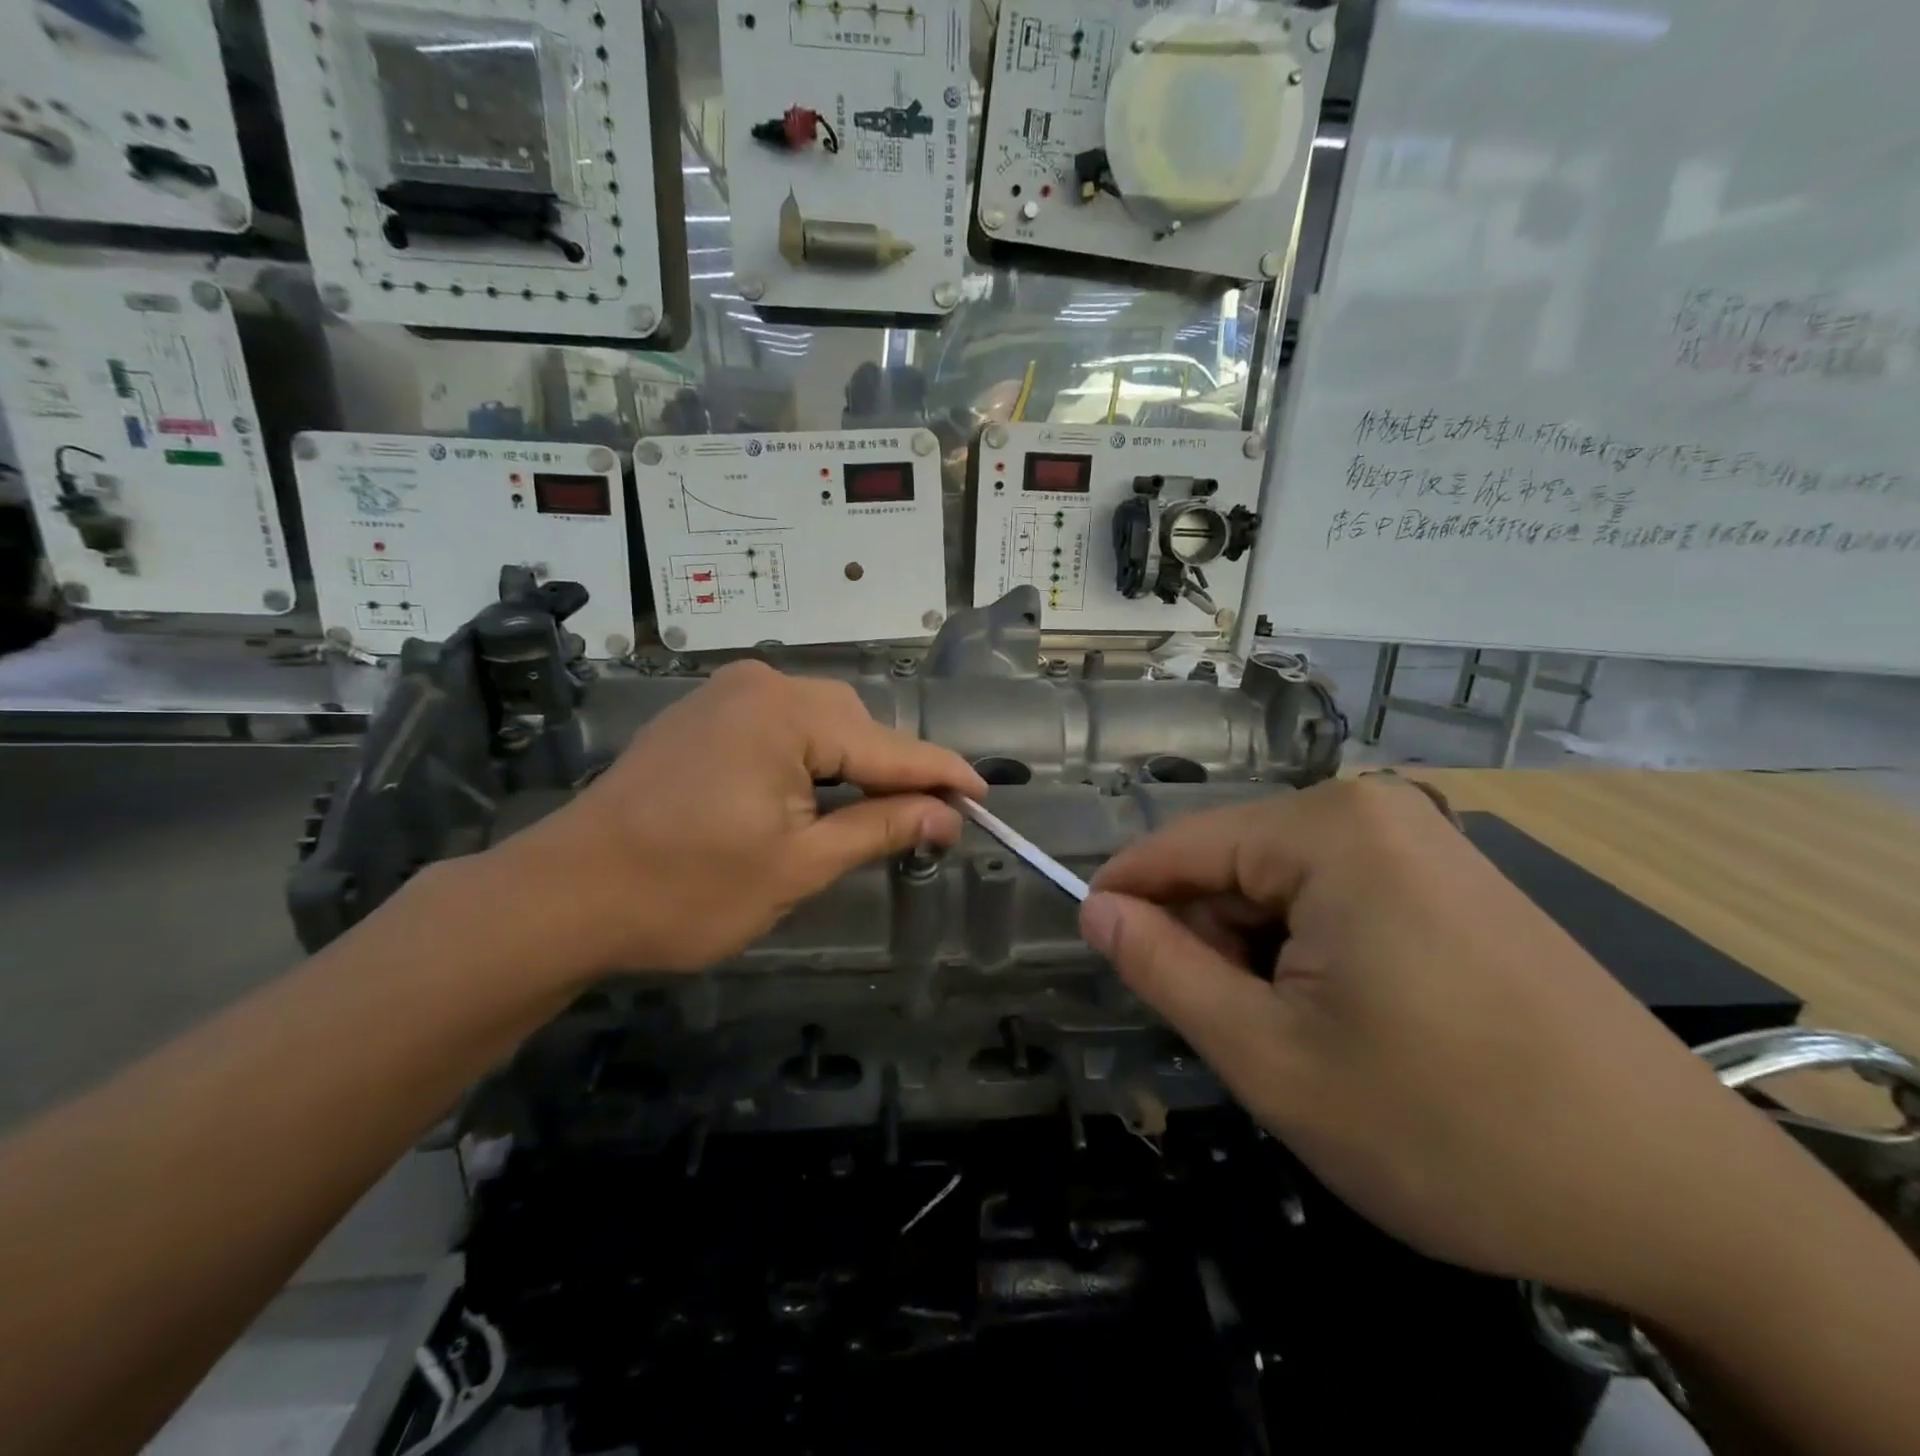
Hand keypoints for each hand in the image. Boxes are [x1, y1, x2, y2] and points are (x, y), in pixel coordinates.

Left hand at [488, 662, 984, 975]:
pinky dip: (812, 759)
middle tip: (928, 822)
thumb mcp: (797, 866)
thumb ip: (879, 828)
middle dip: (894, 771)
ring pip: (821, 724)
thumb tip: (948, 816)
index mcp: (787, 714)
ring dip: (853, 766)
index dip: (942, 775)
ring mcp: (726, 695)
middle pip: (856, 726)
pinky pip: (782, 726)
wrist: (565, 894)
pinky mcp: (704, 715)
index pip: (889, 746)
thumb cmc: (687, 890)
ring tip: (876, 813)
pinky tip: (816, 794)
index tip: (987, 795)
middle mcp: (761, 684)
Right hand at [1080, 777, 1808, 1322]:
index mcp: (1328, 829)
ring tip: (1292, 1037)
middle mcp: (1376, 809)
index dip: (1123, 896)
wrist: (1680, 1200)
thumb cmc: (1447, 1126)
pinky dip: (1311, 950)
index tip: (1092, 948)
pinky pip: (1340, 895)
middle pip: (1236, 862)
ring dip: (1259, 951)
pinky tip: (1348, 1019)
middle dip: (1207, 937)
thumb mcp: (1270, 1057)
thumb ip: (1163, 969)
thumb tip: (1096, 911)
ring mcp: (1425, 840)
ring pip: (1284, 882)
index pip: (1180, 845)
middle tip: (1227, 1030)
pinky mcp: (1455, 880)